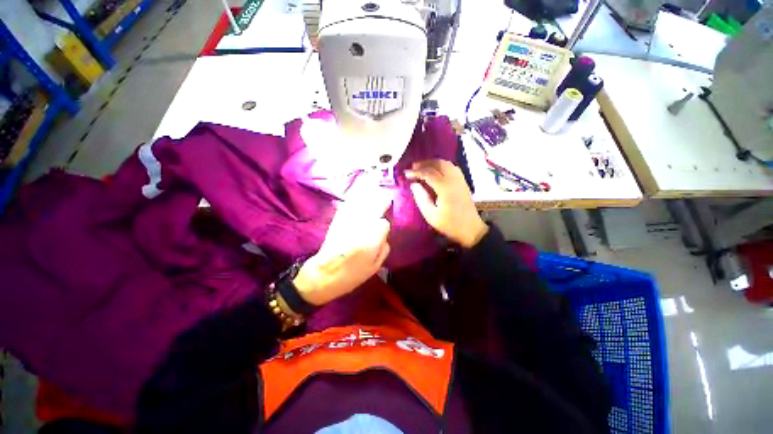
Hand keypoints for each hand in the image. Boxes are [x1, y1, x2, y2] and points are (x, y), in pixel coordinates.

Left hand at [293, 173, 392, 305]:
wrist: (324, 274)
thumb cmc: (352, 275)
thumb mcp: (375, 267)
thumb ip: (384, 247)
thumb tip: (384, 232)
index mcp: (371, 240)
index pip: (383, 223)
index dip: (384, 224)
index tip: (384, 225)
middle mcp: (360, 226)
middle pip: (374, 206)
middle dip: (382, 200)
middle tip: (386, 198)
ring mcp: (348, 220)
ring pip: (362, 201)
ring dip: (370, 193)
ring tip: (376, 187)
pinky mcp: (338, 219)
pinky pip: (349, 204)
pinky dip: (356, 197)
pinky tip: (361, 192)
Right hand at [406, 159, 487, 248]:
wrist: (470, 229)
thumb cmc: (449, 224)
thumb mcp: (431, 215)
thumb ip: (421, 198)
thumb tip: (414, 184)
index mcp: (445, 188)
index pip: (428, 173)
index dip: (416, 172)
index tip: (406, 173)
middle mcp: (454, 180)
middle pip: (438, 163)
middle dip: (425, 163)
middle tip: (413, 167)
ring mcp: (460, 180)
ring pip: (446, 164)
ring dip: (433, 163)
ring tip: (422, 167)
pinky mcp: (463, 182)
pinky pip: (452, 167)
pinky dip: (441, 166)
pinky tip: (435, 171)